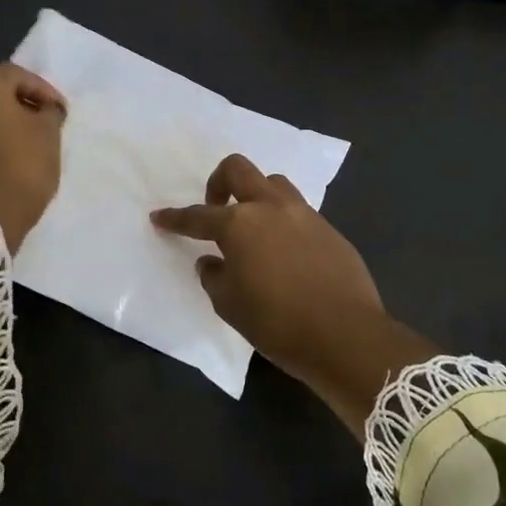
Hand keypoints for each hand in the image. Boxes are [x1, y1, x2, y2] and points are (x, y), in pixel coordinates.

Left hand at [0, 64, 67, 252]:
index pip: (15, 74)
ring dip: (1, 127)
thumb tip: (45, 109)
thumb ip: (49, 113)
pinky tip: (4, 163)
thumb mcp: (48, 136)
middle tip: (43, 124)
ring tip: (25, 146)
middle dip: (20, 106)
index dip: (42, 89)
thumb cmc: (21, 167)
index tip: (59, 110)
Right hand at [152, 154, 433, 435]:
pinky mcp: (329, 229)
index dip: (174, 218)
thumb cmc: (277, 323)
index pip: (197, 216)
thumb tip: (211, 261)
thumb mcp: (230, 306)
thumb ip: (214, 277)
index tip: (159, 217)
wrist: (346, 336)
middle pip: (238, 170)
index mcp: (239, 225)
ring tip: (252, 227)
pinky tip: (283, 251)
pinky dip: (282, 221)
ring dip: (255, 196)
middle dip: (218, 182)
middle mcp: (270, 208)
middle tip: (214, 209)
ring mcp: (304, 214)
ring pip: (273, 183)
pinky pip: (298, 211)